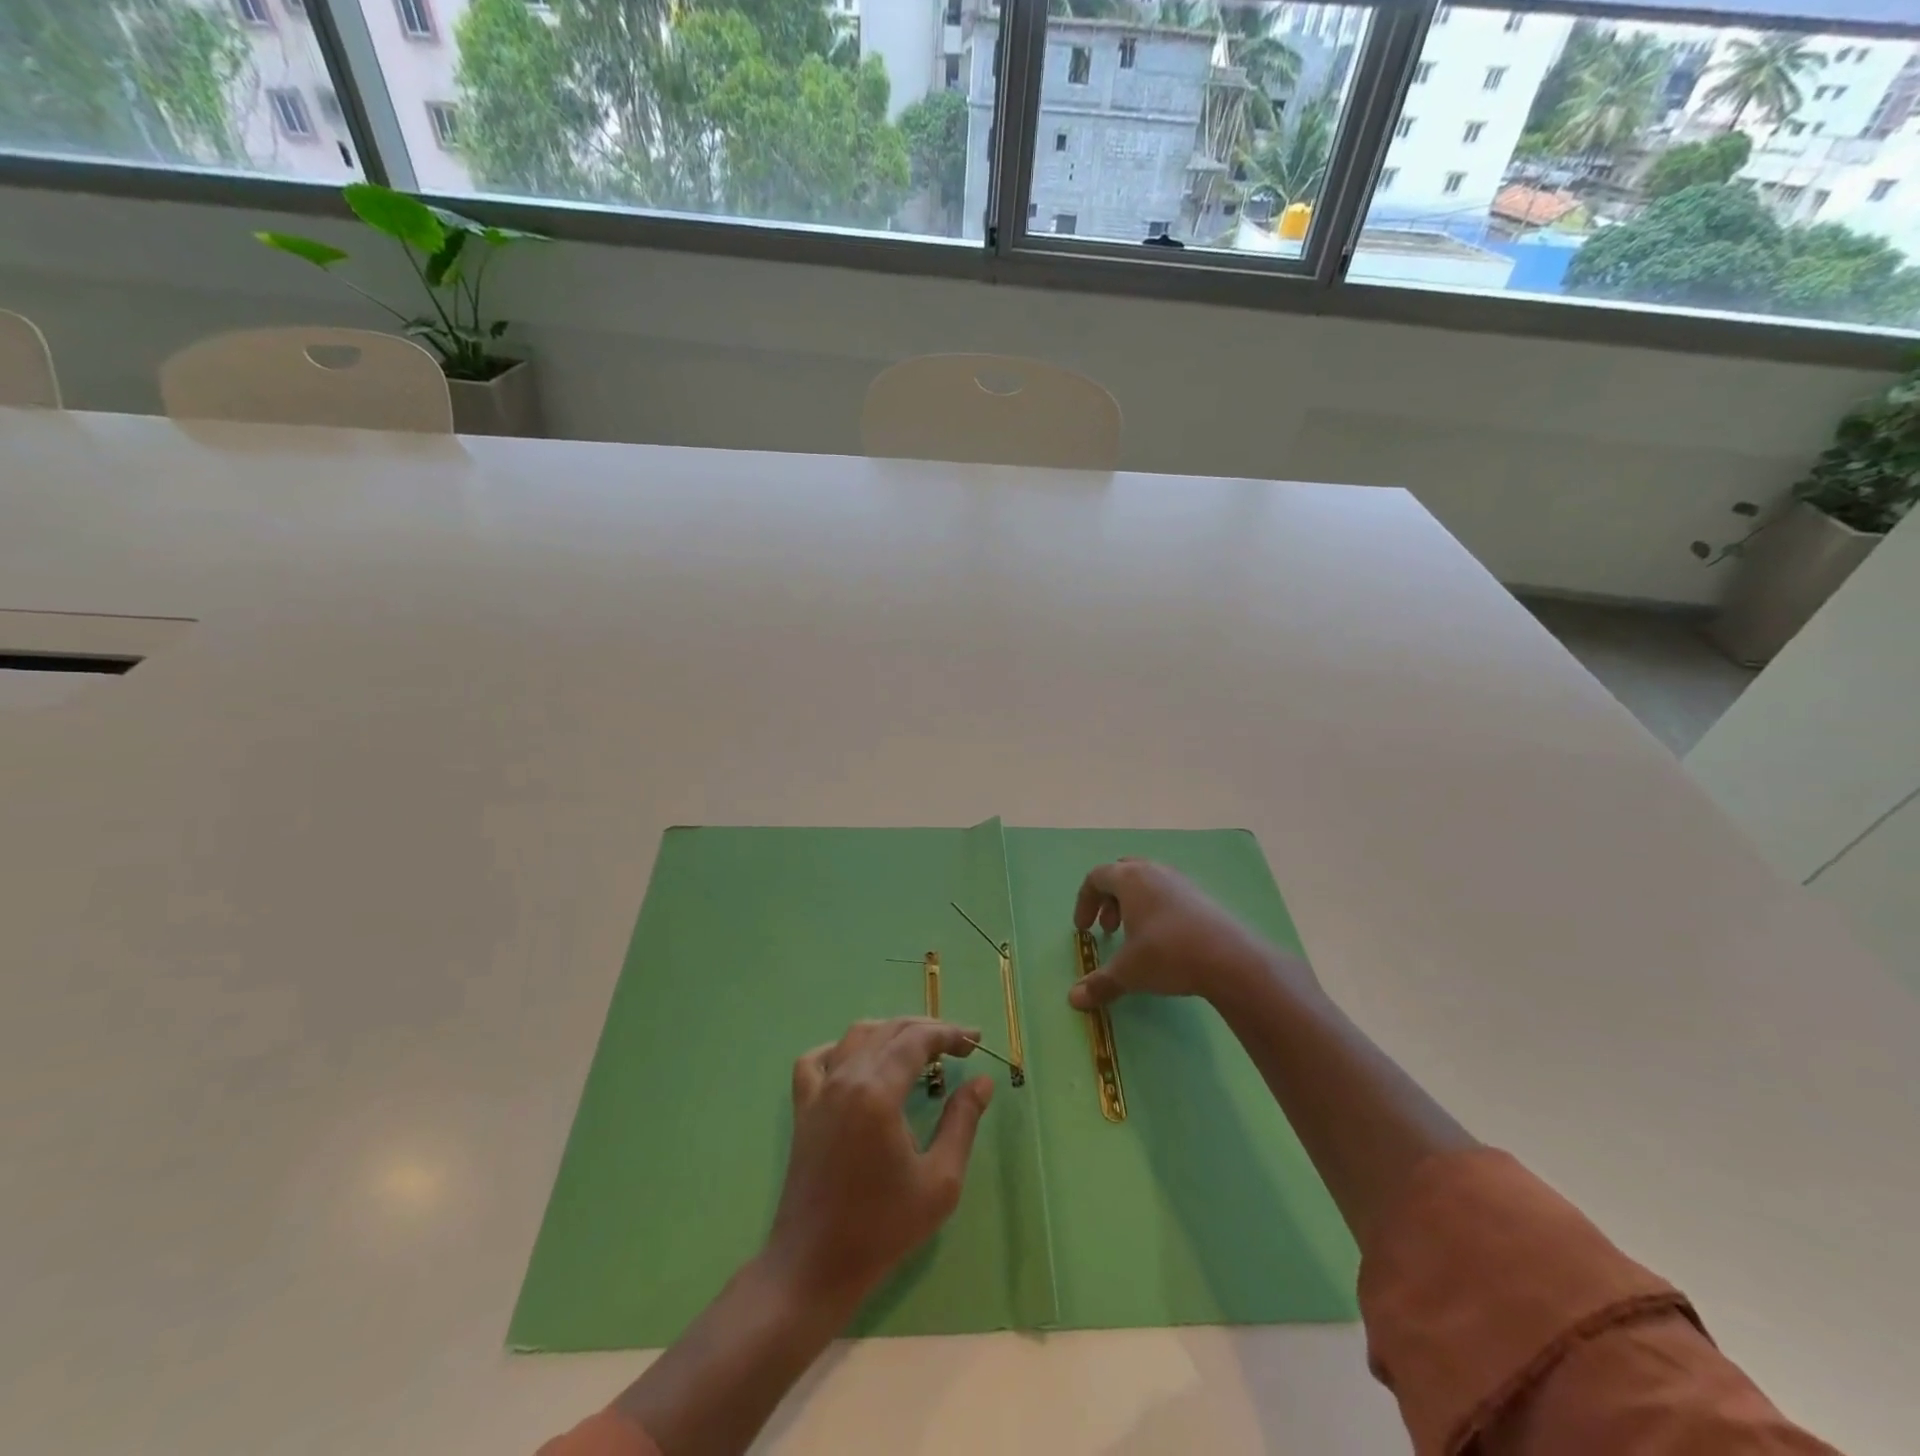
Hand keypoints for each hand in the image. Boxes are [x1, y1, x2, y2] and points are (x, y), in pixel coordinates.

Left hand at [765, 1018, 993, 1319]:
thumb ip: (962, 1122)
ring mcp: (819, 1091)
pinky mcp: (803, 1108)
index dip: (949, 1033)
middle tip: (960, 1044)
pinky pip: (817, 1059)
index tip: (976, 1040)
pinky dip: (842, 1048)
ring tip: (920, 1047)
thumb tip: (982, 1081)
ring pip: (857, 1036)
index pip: (917, 1040)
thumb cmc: (882, 1228)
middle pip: (889, 1030)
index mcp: (877, 1091)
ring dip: (891, 1032)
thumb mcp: (939, 1181)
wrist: (814, 1267)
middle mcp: (845, 1078)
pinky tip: (860, 1060)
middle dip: (927, 1030)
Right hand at [1070, 859, 1314, 1011]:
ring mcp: (1182, 881)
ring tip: (1135, 936)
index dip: (1084, 902)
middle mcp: (1154, 871)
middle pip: (1122, 874)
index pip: (1096, 877)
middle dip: (1109, 899)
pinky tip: (1164, 940)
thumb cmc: (1167, 954)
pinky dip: (1157, 910)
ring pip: (1148, 882)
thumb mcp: (1128, 972)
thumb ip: (1099, 983)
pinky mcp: (1203, 897)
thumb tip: (1073, 999)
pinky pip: (1169, 894)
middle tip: (1108, 928)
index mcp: (1130, 878)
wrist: (1229, 959)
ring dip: (1133, 905)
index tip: (1083, 930)